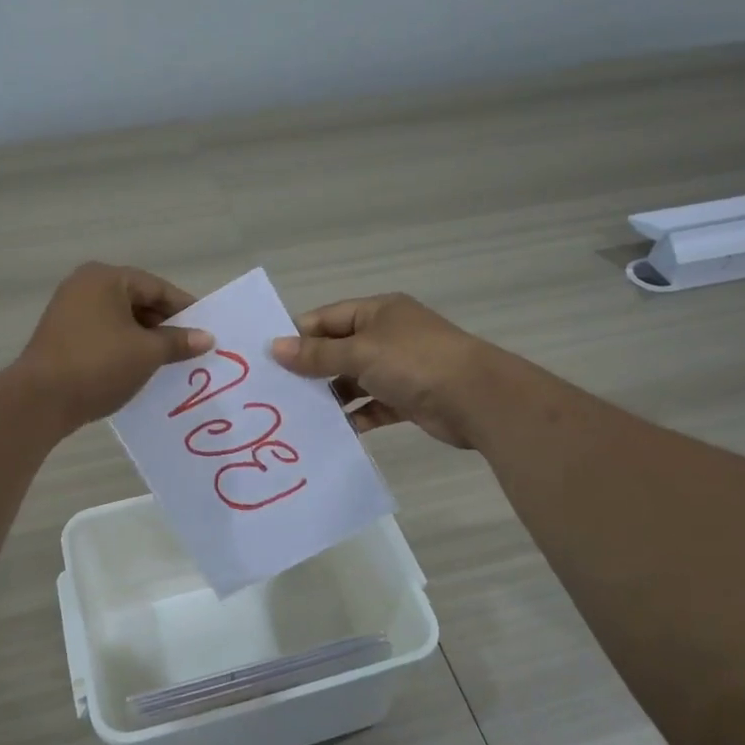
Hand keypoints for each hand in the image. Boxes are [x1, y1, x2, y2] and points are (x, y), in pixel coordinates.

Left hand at [16, 262, 210, 429]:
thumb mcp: (147, 353)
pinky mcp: (61, 336)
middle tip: (190, 349)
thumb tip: (207, 338)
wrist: (40, 400)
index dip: (185, 310)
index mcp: (106, 278)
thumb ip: (178, 342)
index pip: (157, 288)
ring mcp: (69, 310)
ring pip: (120, 320)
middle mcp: (84, 286)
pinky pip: (103, 334)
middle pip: (138, 301)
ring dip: (145, 339)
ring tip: (168, 363)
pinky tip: (139, 369)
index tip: (206, 331)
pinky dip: (123, 348)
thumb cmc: (99, 365)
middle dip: (164, 326)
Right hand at [271, 294, 497, 448]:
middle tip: (276, 392)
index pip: (327, 319)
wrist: (477, 399)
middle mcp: (387, 336)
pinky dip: (356, 417)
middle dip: (311, 370)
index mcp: (377, 312)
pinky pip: (373, 407)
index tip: (268, 359)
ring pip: (354, 381)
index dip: (298, 336)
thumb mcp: (360, 353)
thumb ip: (317, 355)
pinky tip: (333, 432)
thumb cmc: (414, 362)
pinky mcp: (408, 399)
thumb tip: (275, 348)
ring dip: (332, 397)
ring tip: (298, 416)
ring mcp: (399, 369)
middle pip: (338, 350)